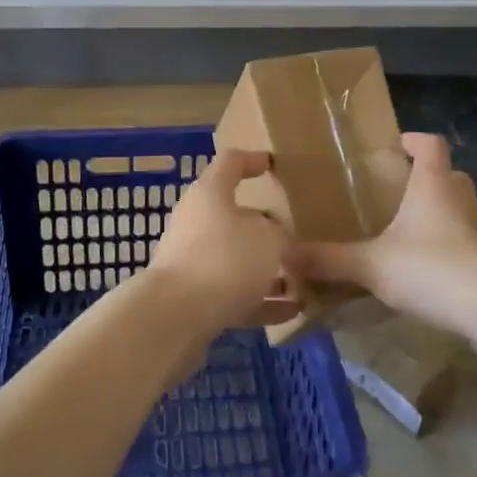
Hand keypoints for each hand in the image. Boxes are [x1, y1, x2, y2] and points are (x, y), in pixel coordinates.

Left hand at [148, 149, 292, 340]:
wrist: (175, 316)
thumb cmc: (225, 259)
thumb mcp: (269, 238)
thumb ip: (279, 233)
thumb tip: (275, 238)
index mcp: (210, 193)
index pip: (231, 163)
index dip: (253, 160)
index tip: (273, 165)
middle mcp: (196, 221)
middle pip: (233, 215)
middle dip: (265, 227)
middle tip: (295, 235)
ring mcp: (192, 260)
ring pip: (235, 257)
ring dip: (266, 268)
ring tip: (301, 279)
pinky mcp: (192, 297)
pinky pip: (233, 292)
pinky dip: (260, 299)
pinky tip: (292, 311)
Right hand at [288, 133, 476, 340]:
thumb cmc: (432, 268)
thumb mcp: (372, 264)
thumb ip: (329, 259)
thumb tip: (284, 254)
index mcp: (433, 184)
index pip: (431, 144)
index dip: (416, 140)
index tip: (399, 144)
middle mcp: (461, 198)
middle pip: (449, 175)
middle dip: (427, 178)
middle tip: (400, 191)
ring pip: (462, 208)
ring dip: (442, 212)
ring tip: (413, 231)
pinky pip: (470, 241)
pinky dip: (454, 245)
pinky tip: (434, 268)